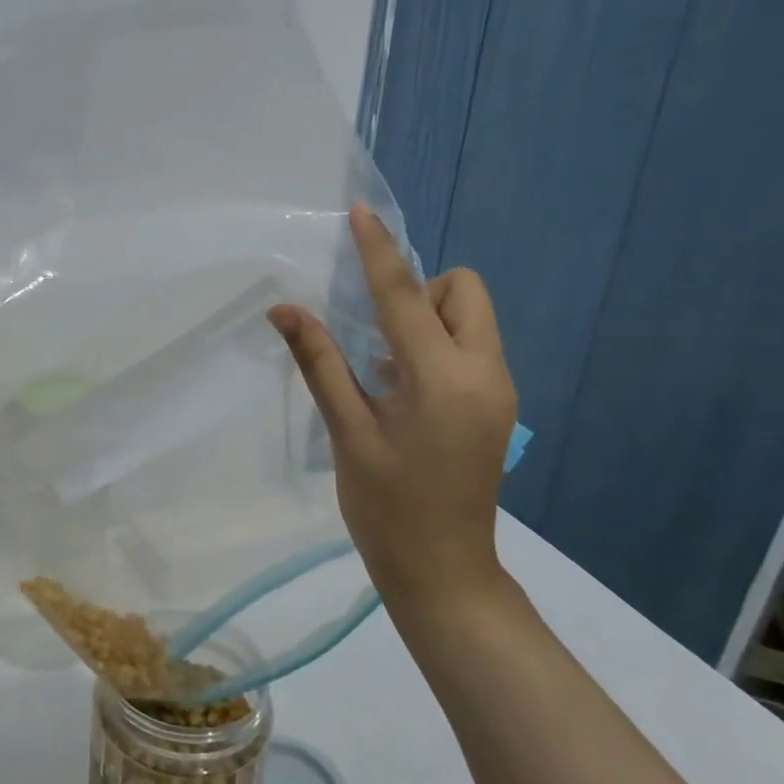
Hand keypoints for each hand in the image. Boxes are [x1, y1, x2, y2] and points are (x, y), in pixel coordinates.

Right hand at [269, 204, 516, 615]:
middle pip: (463, 291)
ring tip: (386, 372)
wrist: (443, 571)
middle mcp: (484, 373)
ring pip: (470, 318)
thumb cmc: (386, 507)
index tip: (361, 212)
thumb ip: (320, 364)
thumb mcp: (347, 434)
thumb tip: (284, 310)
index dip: (379, 251)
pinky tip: (404, 392)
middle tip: (377, 339)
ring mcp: (498, 390)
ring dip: (427, 321)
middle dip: (419, 292)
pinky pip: (471, 347)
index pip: (405, 297)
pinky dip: (437, 346)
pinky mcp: (497, 405)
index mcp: (442, 379)